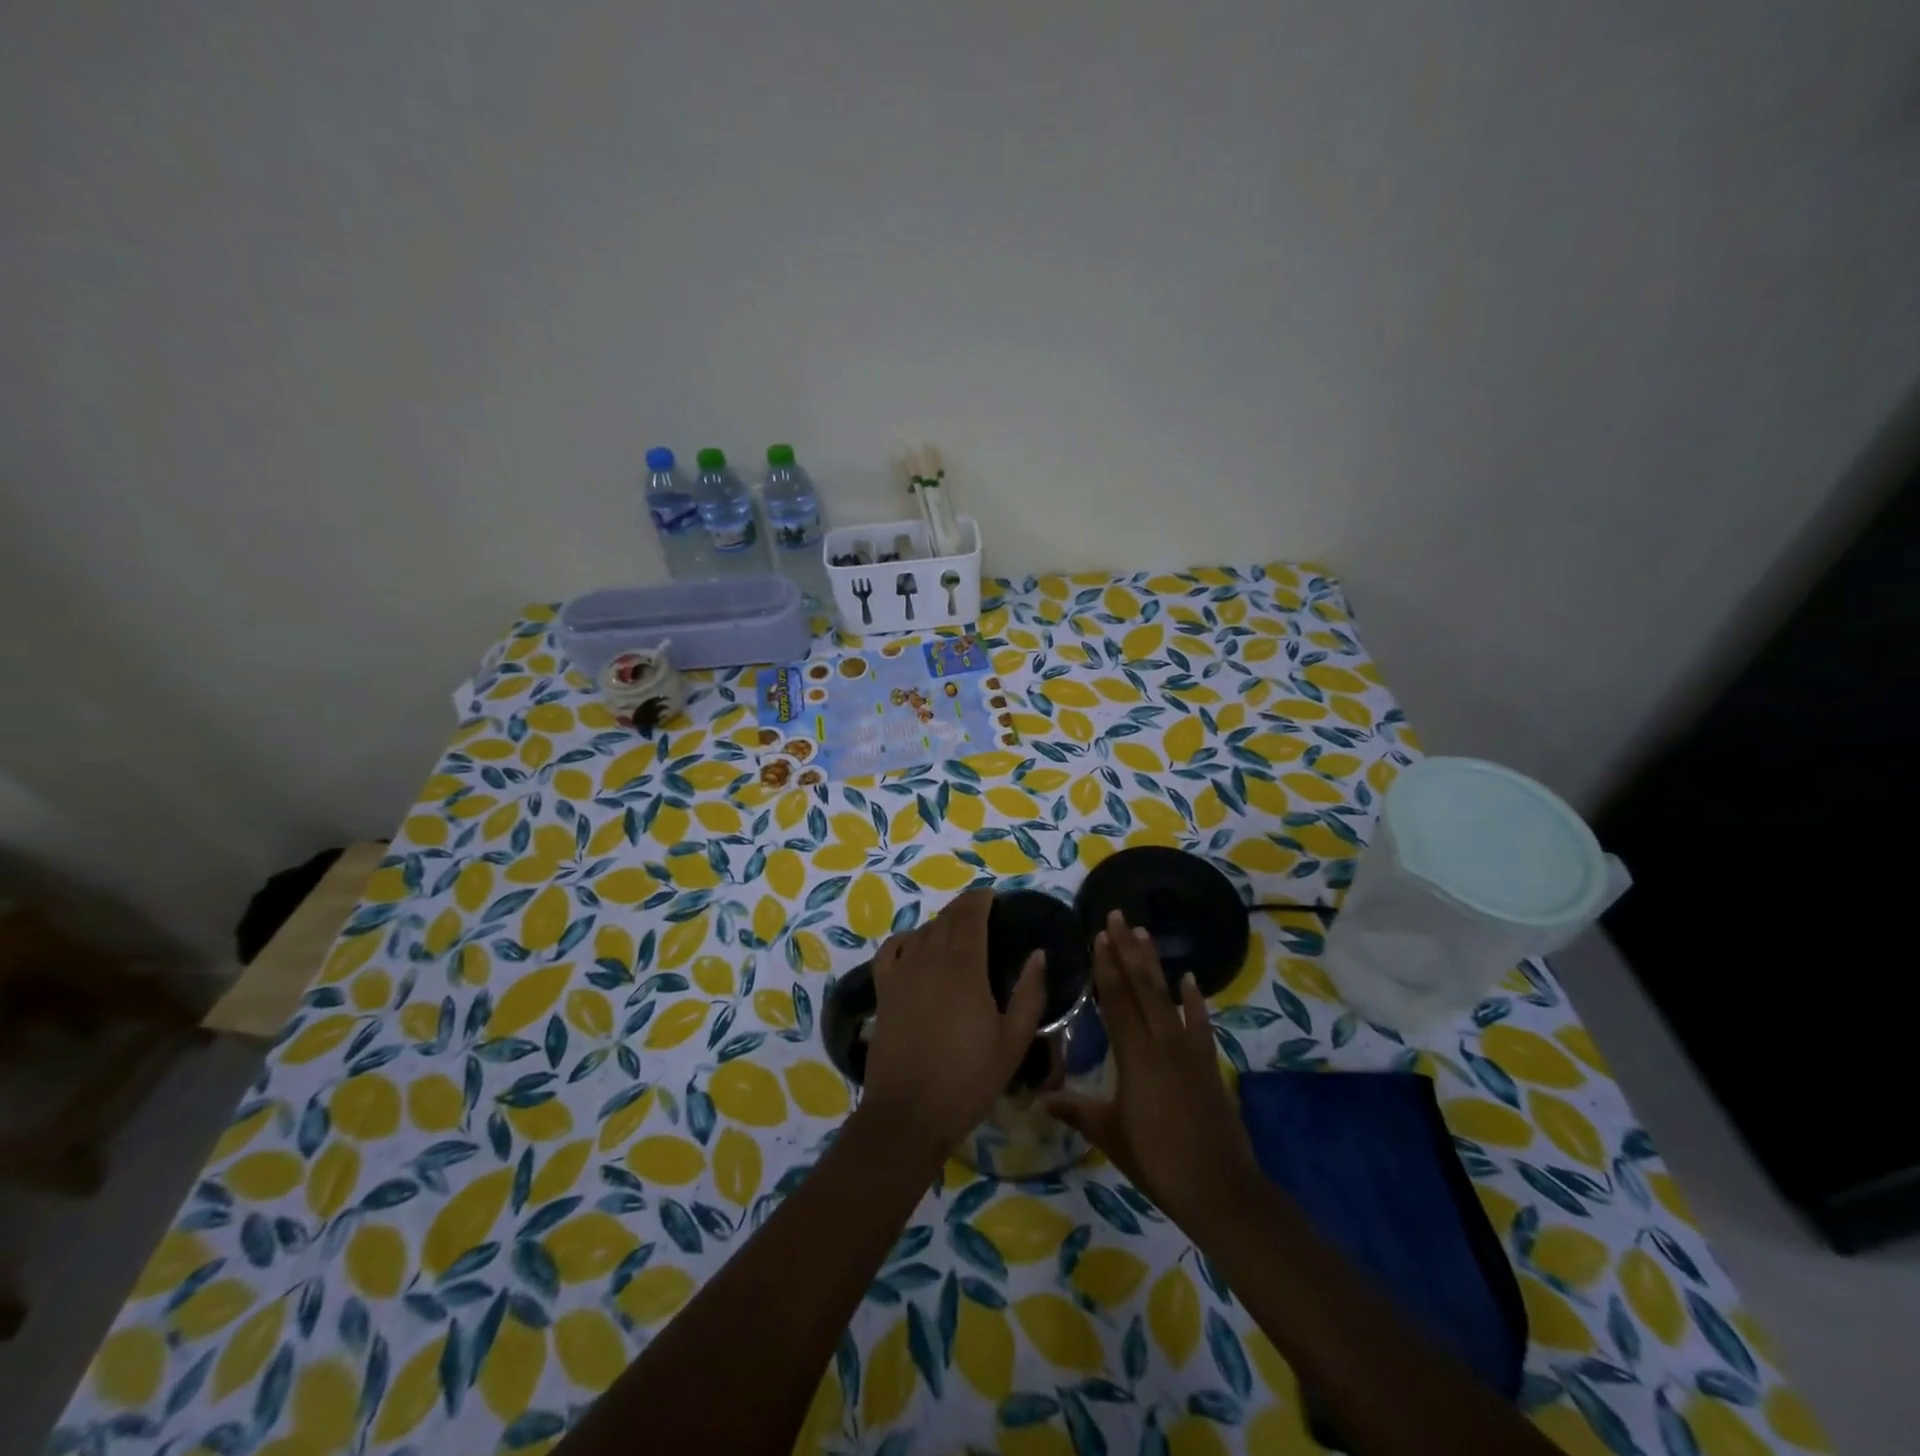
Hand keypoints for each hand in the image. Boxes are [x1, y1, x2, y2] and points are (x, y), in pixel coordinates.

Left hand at [860, 889, 1046, 1157]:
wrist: (909, 1113)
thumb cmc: (968, 1079)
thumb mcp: (1013, 1042)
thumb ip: (1029, 994)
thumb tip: (1039, 955)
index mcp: (965, 968)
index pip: (971, 917)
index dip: (981, 900)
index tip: (993, 896)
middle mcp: (930, 960)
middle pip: (946, 919)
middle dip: (964, 907)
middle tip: (980, 908)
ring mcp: (902, 974)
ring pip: (922, 932)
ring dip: (940, 922)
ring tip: (955, 928)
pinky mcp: (883, 991)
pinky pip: (890, 951)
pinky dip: (904, 939)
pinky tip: (914, 944)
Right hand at [1043, 911, 1260, 1229]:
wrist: (1219, 1188)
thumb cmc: (1157, 1160)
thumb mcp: (1110, 1134)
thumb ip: (1075, 1109)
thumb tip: (1037, 1097)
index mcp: (1135, 1055)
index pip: (1116, 1000)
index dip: (1106, 966)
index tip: (1098, 935)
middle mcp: (1162, 1042)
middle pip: (1141, 986)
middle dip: (1127, 949)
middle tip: (1117, 916)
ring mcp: (1189, 1049)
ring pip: (1167, 996)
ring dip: (1154, 963)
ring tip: (1143, 933)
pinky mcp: (1207, 1062)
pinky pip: (1199, 1022)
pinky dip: (1193, 1000)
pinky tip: (1189, 979)